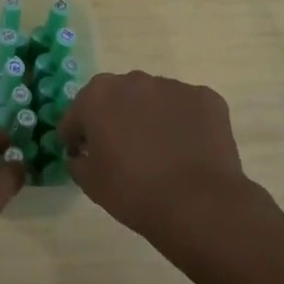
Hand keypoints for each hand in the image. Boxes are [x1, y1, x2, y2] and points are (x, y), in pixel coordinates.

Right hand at [59, 71, 255, 240]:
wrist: (197, 203)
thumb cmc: (133, 191)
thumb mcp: (89, 183)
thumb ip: (77, 160)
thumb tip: (82, 154)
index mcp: (97, 95)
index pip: (77, 114)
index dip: (77, 136)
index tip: (83, 155)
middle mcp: (133, 80)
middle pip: (117, 98)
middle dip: (115, 119)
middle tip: (123, 152)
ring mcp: (172, 86)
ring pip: (153, 99)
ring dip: (150, 117)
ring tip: (160, 151)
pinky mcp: (205, 97)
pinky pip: (186, 108)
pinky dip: (183, 123)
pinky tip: (188, 150)